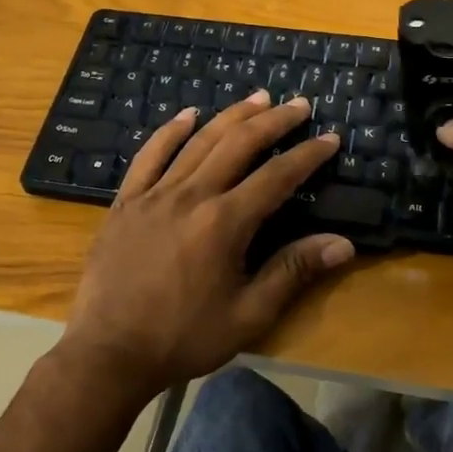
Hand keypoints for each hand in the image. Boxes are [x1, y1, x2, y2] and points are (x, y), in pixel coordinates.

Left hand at [59, 91, 354, 399]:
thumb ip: (293, 272)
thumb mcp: (248, 315)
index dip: (307, 155)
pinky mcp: (126, 201)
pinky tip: (187, 114)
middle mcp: (191, 196)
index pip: (277, 176)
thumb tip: (343, 244)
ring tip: (257, 98)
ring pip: (199, 141)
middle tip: (298, 104)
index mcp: (224, 222)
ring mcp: (154, 194)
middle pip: (239, 144)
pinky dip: (170, 131)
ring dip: (231, 115)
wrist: (109, 353)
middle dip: (274, 121)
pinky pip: (150, 155)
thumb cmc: (183, 338)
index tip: (329, 137)